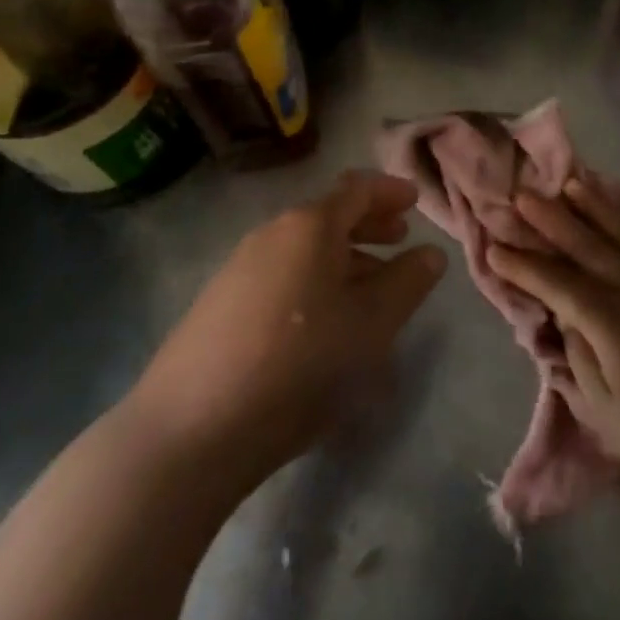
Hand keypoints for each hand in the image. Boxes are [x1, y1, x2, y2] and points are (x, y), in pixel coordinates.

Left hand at [130, 171, 445, 489]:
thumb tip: (430, 253)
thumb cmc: (299, 364)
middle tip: (399, 240)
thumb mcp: (370, 325)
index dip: (389, 191)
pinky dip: (312, 281)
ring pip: (304, 249)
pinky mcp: (219, 304)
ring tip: (368, 289)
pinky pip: (281, 275)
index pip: (357, 189)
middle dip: (368, 225)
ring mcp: (239, 267)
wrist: (189, 430)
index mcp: (311, 225)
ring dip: (342, 258)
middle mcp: (273, 233)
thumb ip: (407, 283)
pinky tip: (322, 323)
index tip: (414, 201)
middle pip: (329, 216)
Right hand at [488, 178, 619, 524]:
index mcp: (609, 320)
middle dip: (551, 220)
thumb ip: (579, 358)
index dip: (522, 266)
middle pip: (587, 245)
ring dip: (596, 206)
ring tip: (573, 182)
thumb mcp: (606, 413)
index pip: (556, 283)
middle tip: (523, 195)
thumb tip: (564, 318)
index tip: (493, 249)